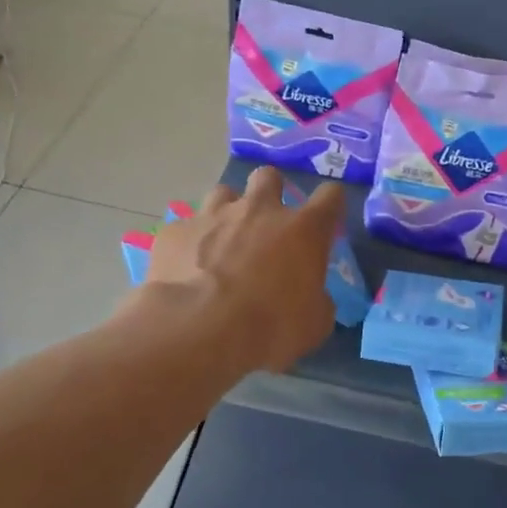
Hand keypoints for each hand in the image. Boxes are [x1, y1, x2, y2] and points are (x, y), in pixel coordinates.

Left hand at [140, 167, 343, 374]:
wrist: (197, 330)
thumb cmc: (269, 327)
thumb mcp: (313, 324)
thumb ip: (316, 300)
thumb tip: (311, 297)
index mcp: (303, 230)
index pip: (330, 196)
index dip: (330, 204)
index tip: (325, 220)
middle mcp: (259, 210)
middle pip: (269, 176)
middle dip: (270, 193)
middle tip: (266, 223)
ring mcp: (213, 215)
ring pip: (223, 193)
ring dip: (227, 212)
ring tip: (222, 240)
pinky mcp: (176, 231)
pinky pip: (185, 227)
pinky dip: (189, 242)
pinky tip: (185, 267)